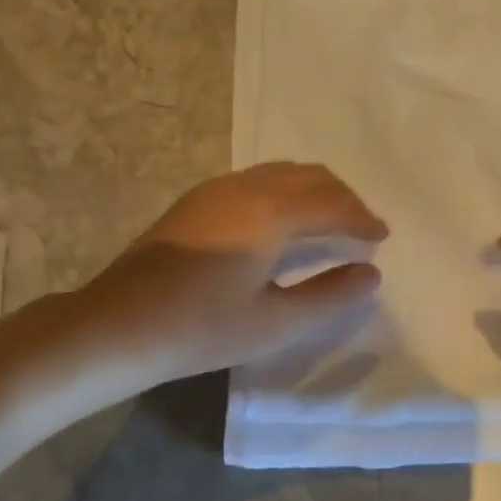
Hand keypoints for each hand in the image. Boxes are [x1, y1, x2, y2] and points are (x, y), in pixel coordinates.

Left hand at [61, 163, 387, 389]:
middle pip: (310, 177)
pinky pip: (259, 179)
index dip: (362, 218)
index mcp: (270, 213)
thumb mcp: (274, 322)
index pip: (331, 204)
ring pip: (282, 173)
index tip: (383, 236)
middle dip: (343, 198)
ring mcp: (217, 189)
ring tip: (330, 222)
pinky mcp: (197, 200)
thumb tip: (371, 274)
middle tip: (362, 228)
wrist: (117, 325)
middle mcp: (247, 187)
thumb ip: (329, 296)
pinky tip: (283, 222)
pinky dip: (287, 191)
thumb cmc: (201, 328)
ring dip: (314, 191)